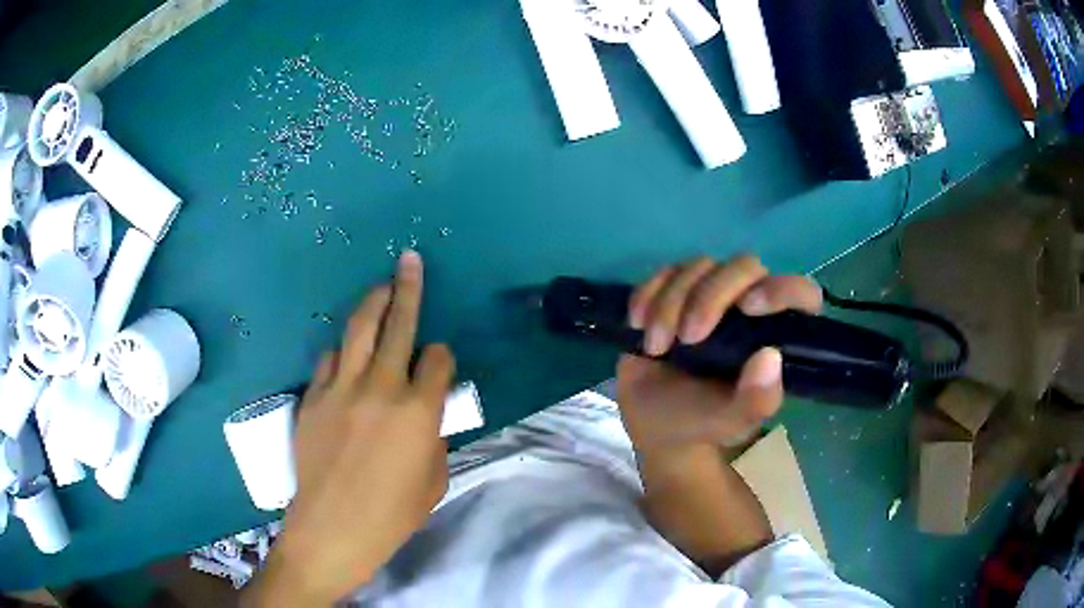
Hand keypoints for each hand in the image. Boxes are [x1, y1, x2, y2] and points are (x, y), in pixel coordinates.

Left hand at [244, 251, 454, 606]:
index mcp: (419, 411)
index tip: (439, 363)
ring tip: (380, 288)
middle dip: (408, 289)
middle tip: (409, 261)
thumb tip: (426, 412)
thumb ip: (434, 436)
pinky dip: (343, 351)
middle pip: (398, 324)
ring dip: (372, 304)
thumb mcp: (434, 479)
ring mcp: (341, 388)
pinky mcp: (313, 397)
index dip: (442, 356)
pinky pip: (329, 359)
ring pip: (358, 329)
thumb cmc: (392, 515)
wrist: (332, 529)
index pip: (438, 359)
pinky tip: (347, 353)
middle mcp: (381, 388)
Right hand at [617, 255, 821, 449]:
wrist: (654, 425)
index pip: (800, 293)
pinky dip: (648, 293)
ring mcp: (710, 295)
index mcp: (774, 334)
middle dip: (710, 297)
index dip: (782, 290)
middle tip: (688, 338)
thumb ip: (757, 399)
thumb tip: (770, 356)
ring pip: (701, 266)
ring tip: (657, 346)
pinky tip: (639, 324)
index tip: (749, 308)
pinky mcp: (674, 293)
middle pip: (744, 267)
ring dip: (672, 303)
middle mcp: (748, 306)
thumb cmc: (702, 423)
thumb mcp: (732, 422)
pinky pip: (664, 272)